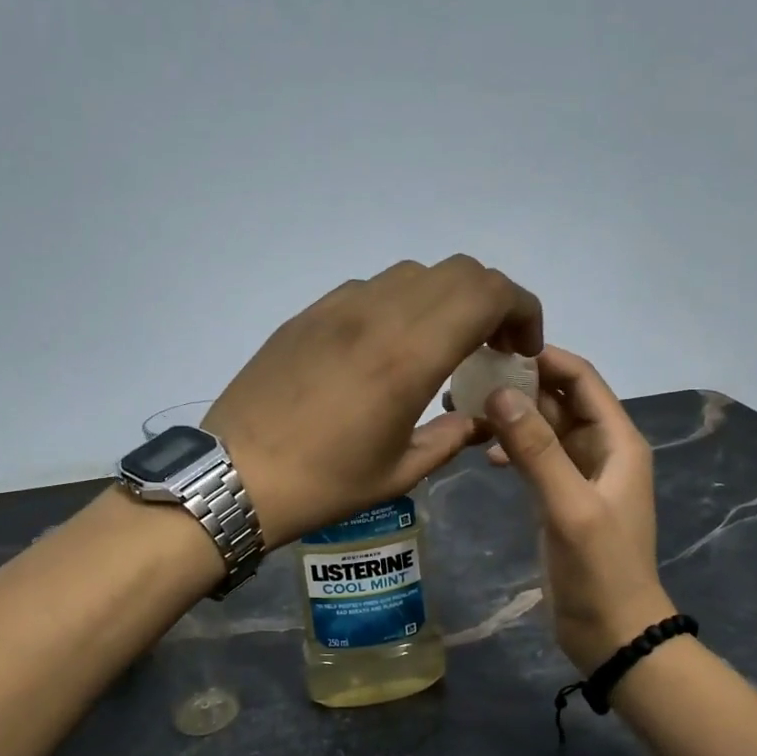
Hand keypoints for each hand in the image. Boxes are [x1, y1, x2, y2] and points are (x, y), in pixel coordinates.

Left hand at [206, 257, 541, 547]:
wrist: (233, 476)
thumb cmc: (322, 484)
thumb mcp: (400, 473)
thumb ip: (451, 437)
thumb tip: (480, 420)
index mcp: (408, 355)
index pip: (488, 293)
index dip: (522, 310)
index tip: (520, 349)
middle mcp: (377, 315)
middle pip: (458, 271)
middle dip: (491, 301)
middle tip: (488, 347)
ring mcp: (337, 308)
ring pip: (413, 275)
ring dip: (444, 300)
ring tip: (439, 346)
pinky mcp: (308, 314)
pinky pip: (369, 289)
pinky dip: (399, 305)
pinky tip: (385, 348)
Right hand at [482, 347, 673, 671]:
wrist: (612, 632)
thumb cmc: (599, 569)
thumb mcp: (570, 506)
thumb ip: (537, 450)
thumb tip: (500, 393)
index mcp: (617, 441)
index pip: (581, 379)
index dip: (544, 358)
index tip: (494, 349)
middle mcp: (601, 448)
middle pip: (559, 400)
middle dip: (518, 386)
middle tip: (465, 381)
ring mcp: (580, 473)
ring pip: (543, 428)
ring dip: (511, 417)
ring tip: (465, 412)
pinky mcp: (560, 496)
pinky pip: (535, 457)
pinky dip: (512, 449)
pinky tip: (485, 455)